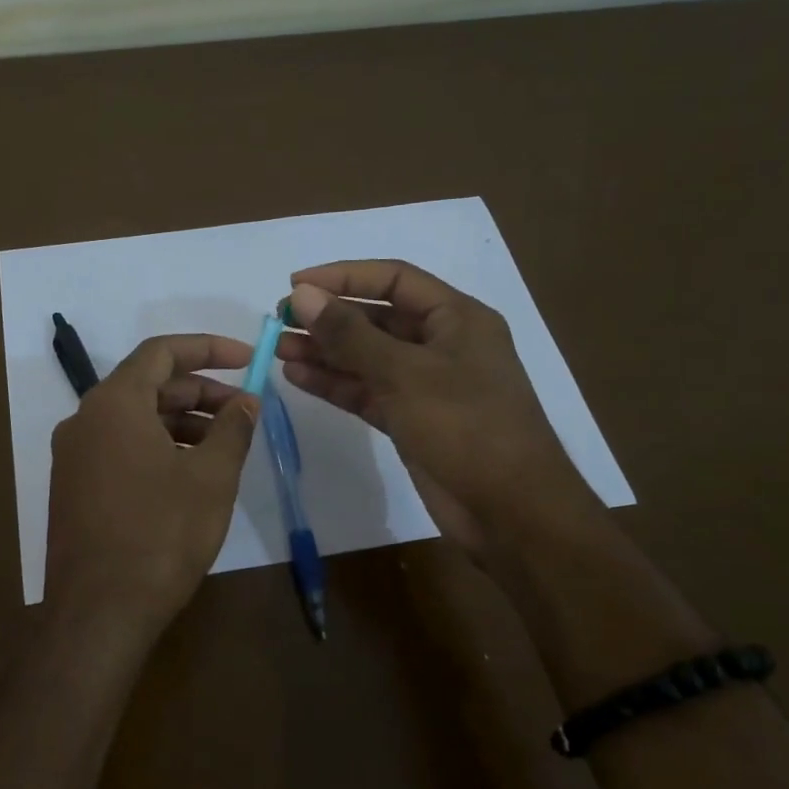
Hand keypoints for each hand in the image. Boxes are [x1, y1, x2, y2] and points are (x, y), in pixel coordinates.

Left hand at [44, 334, 258, 642]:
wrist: (98, 613)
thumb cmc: (160, 535)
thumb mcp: (210, 478)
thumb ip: (233, 428)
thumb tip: (247, 401)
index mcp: (113, 404)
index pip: (161, 352)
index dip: (208, 348)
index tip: (248, 359)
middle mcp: (84, 421)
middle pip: (148, 386)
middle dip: (201, 392)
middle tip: (245, 411)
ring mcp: (74, 457)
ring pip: (135, 420)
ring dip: (182, 423)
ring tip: (225, 447)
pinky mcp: (74, 489)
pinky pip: (120, 450)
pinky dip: (158, 448)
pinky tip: (189, 475)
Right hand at [277, 260, 595, 556]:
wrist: (510, 511)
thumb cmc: (466, 427)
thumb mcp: (405, 374)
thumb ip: (350, 335)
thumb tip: (301, 296)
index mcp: (457, 318)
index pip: (394, 280)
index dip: (344, 277)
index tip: (295, 286)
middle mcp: (442, 345)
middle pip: (377, 319)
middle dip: (329, 318)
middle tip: (280, 322)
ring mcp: (426, 385)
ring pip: (367, 358)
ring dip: (325, 352)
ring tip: (278, 349)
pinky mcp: (411, 420)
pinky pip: (367, 392)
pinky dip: (336, 384)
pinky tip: (298, 377)